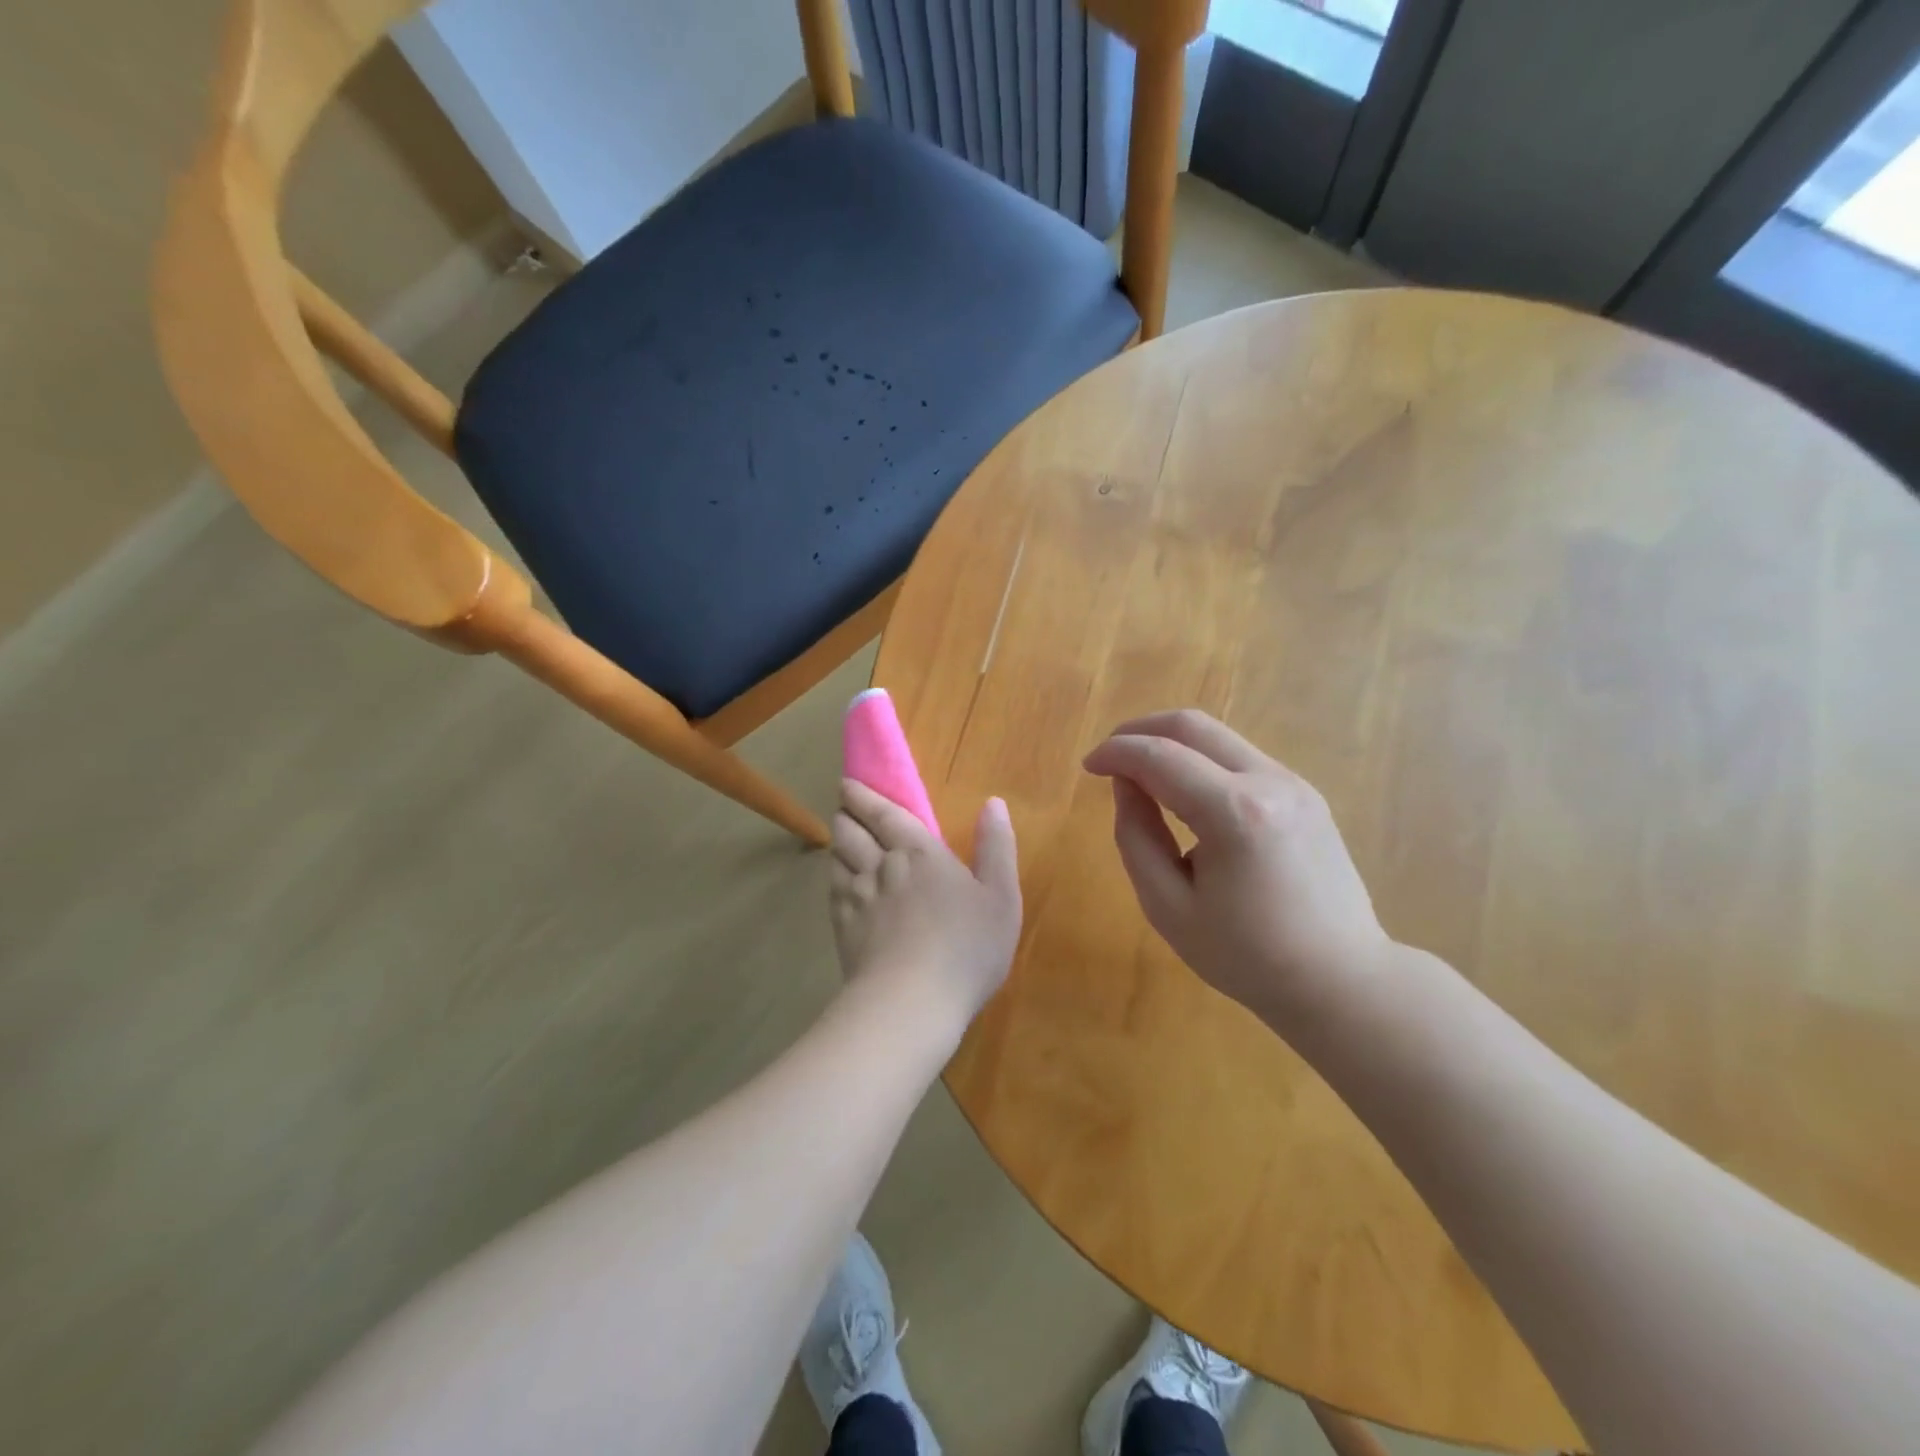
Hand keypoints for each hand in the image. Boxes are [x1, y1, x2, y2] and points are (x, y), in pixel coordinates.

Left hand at [828, 780, 1022, 1036]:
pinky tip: (840, 883)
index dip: (865, 797)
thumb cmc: (967, 947)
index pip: (885, 815)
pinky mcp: (843, 929)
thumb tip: (994, 803)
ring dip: (837, 844)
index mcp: (919, 853)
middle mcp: (881, 867)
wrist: (911, 1002)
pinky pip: (832, 891)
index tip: (848, 785)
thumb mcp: (1001, 896)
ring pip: (837, 859)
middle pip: (851, 831)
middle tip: (843, 807)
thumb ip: (996, 847)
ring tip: (841, 839)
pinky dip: (834, 878)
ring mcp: (857, 899)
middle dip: (846, 815)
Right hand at [1082, 710, 1390, 1024]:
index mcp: (1234, 814)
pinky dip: (1201, 760)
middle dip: (1140, 730)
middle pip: (1192, 725)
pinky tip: (1184, 791)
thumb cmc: (1247, 956)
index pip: (1159, 757)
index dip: (1115, 753)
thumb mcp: (1169, 907)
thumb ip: (1136, 837)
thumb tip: (1126, 785)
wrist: (1341, 980)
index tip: (1087, 766)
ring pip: (1218, 735)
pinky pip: (1240, 757)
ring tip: (1141, 775)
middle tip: (1109, 757)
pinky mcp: (1304, 793)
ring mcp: (1293, 783)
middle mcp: (1269, 781)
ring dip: (1171, 743)